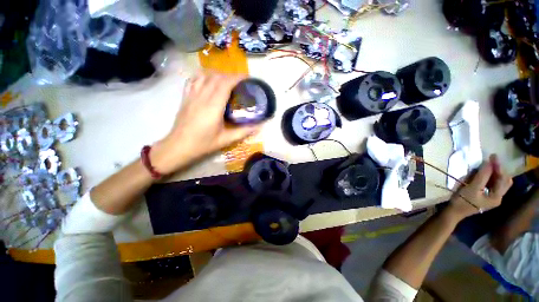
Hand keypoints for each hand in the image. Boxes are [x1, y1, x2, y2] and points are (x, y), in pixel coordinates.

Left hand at [151, 72, 260, 174]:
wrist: (179, 146)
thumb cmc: (203, 143)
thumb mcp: (226, 140)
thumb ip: (243, 132)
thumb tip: (258, 127)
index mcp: (213, 106)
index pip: (225, 84)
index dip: (237, 78)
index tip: (247, 78)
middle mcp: (202, 96)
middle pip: (216, 77)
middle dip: (230, 76)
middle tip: (240, 82)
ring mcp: (192, 95)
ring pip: (204, 76)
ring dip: (217, 74)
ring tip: (226, 80)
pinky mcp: (185, 97)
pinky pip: (193, 80)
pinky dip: (203, 76)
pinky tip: (208, 81)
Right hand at [446, 154, 512, 220]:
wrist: (454, 211)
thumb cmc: (463, 200)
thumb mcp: (472, 188)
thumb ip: (482, 176)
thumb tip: (489, 162)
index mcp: (497, 196)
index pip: (503, 179)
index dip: (498, 167)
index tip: (492, 156)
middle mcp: (497, 197)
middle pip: (503, 180)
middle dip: (498, 170)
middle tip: (490, 160)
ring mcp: (491, 197)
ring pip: (497, 181)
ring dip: (493, 173)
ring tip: (485, 166)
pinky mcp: (485, 195)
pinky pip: (491, 184)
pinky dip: (488, 177)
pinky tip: (481, 174)